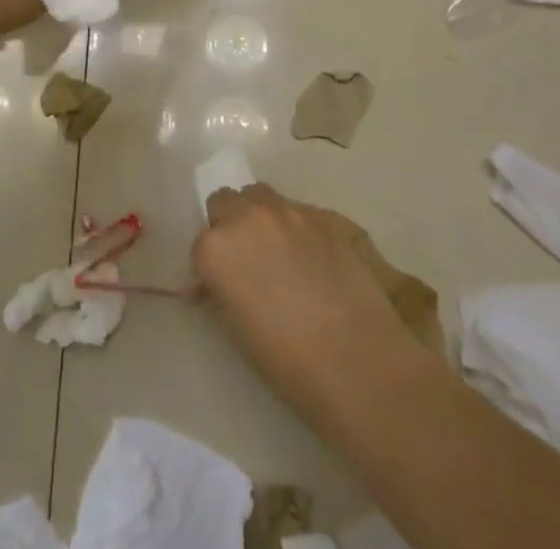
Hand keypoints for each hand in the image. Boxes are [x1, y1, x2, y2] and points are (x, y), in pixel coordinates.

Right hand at [196, 185, 436, 431]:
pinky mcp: (323, 216)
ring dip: (260, 216)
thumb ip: (223, 290)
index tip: (225, 284)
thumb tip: (220, 282)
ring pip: (260, 196)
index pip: (201, 242)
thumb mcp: (237, 330)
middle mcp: (246, 217)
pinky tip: (313, 260)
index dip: (213, 264)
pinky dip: (295, 227)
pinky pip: (297, 211)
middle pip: (226, 202)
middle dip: (230, 225)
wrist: (358, 362)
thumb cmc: (288, 362)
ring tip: (279, 252)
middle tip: (248, 260)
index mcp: (216, 248)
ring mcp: (287, 211)